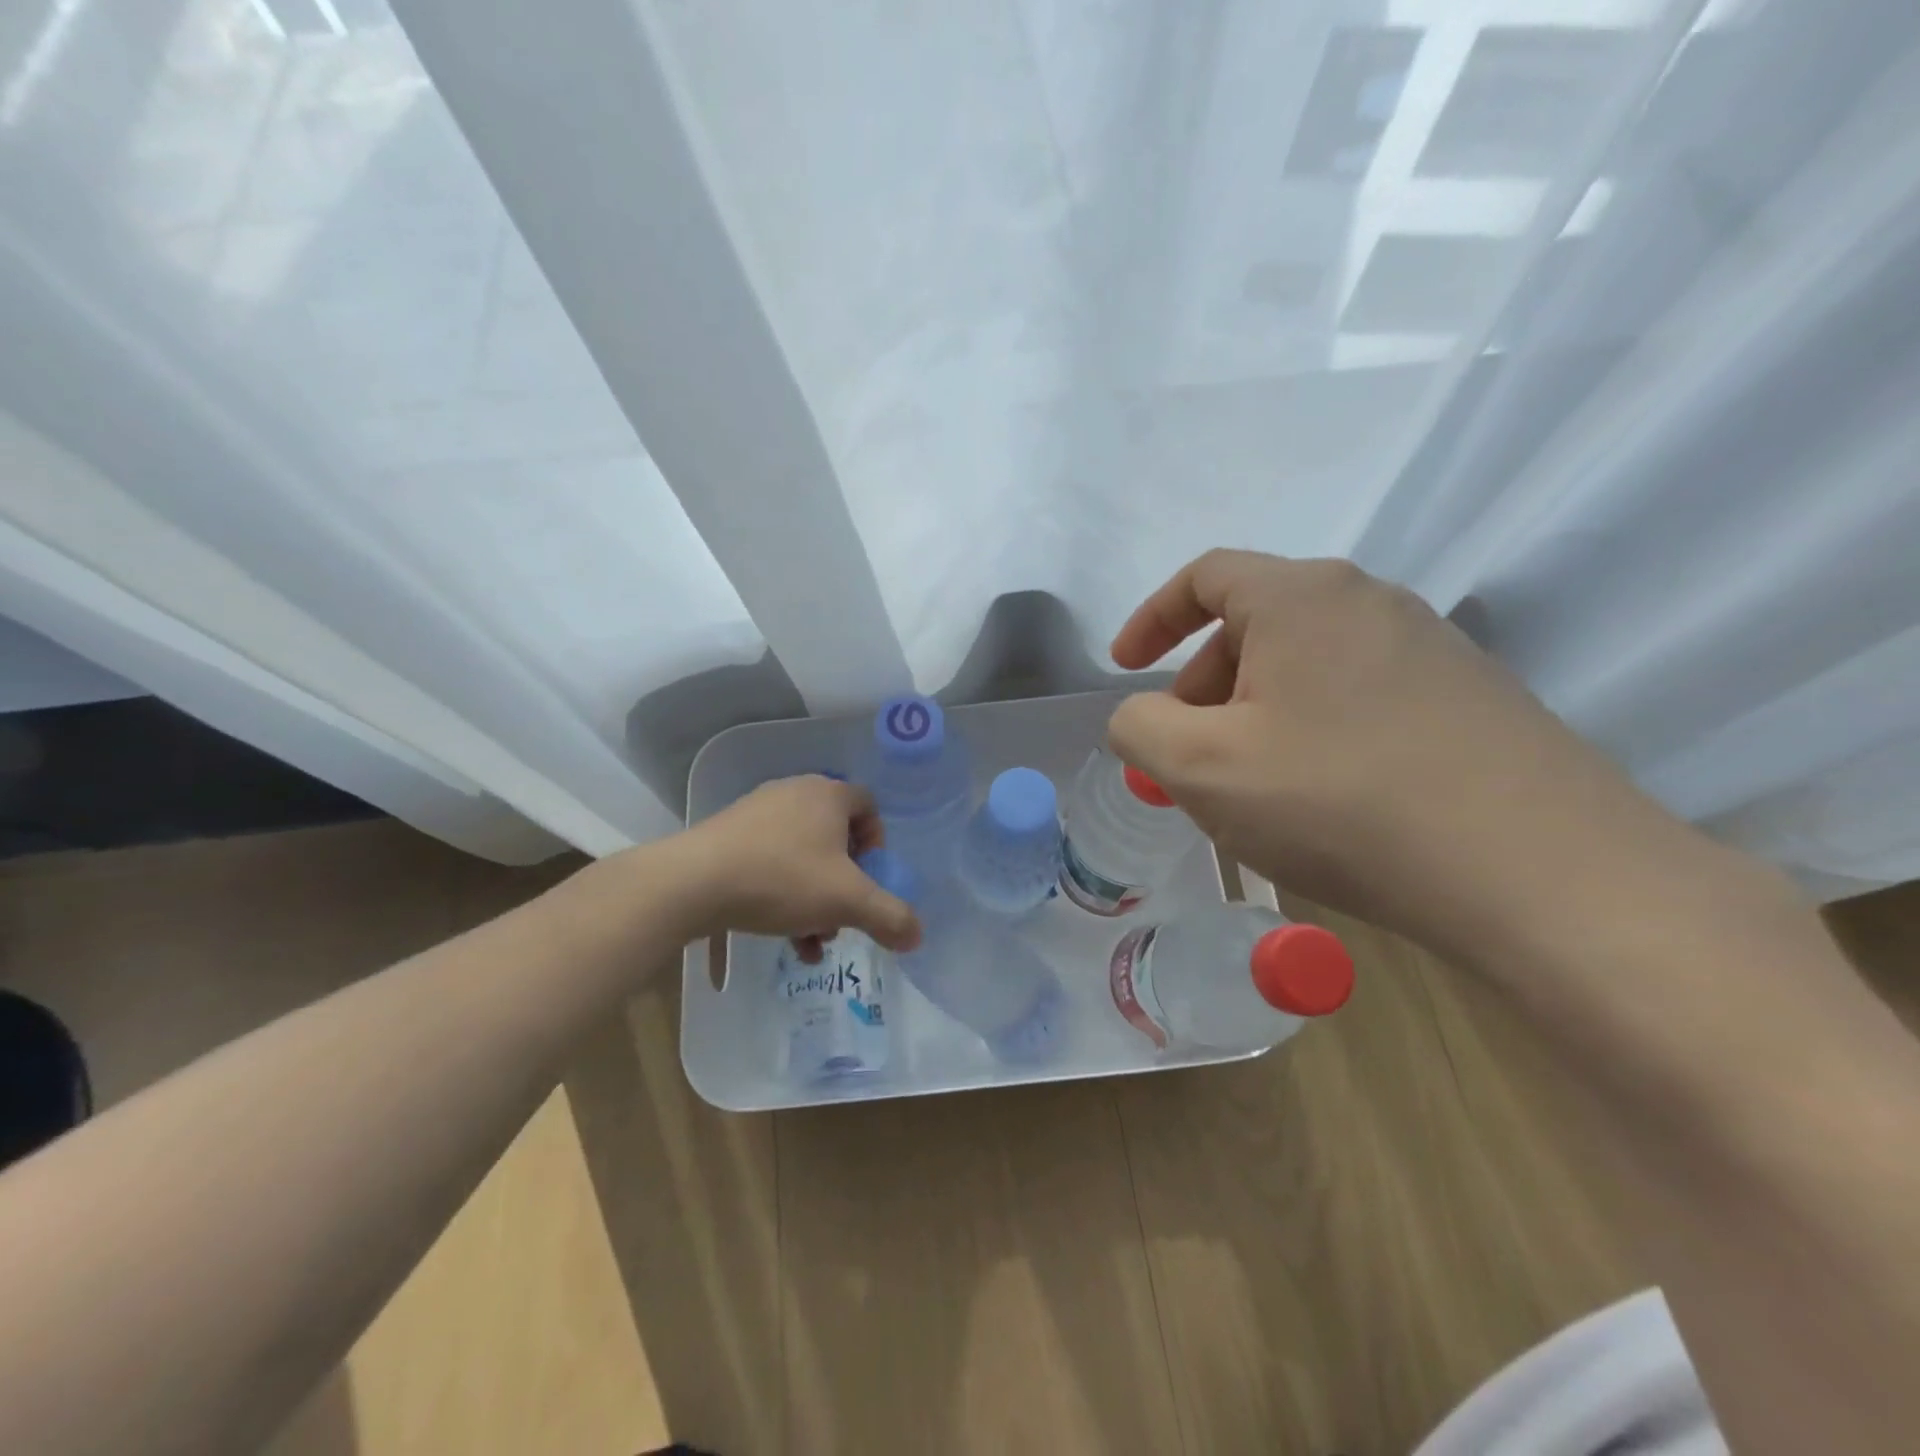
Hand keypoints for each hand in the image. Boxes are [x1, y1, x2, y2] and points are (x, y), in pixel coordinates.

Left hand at [673, 776, 920, 954]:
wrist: (693, 882)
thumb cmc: (782, 878)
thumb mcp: (847, 902)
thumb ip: (889, 917)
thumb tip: (918, 935)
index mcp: (828, 795)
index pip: (868, 805)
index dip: (877, 842)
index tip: (870, 877)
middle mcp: (795, 793)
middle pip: (835, 835)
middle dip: (845, 881)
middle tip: (841, 914)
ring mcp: (758, 811)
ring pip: (803, 854)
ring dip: (815, 896)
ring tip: (812, 938)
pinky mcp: (729, 835)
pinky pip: (770, 860)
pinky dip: (783, 894)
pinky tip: (781, 935)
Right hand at [1105, 551, 1709, 954]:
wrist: (1541, 873)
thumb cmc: (1340, 802)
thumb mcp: (1201, 769)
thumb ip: (1139, 728)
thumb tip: (1142, 717)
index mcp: (1301, 597)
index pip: (1205, 577)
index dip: (1151, 618)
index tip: (1124, 668)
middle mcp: (1370, 601)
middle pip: (1254, 624)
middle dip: (1202, 684)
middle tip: (1188, 755)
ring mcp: (1430, 647)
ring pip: (1306, 665)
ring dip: (1256, 713)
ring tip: (1251, 787)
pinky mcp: (1469, 697)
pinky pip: (1357, 696)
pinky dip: (1311, 731)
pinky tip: (1322, 798)